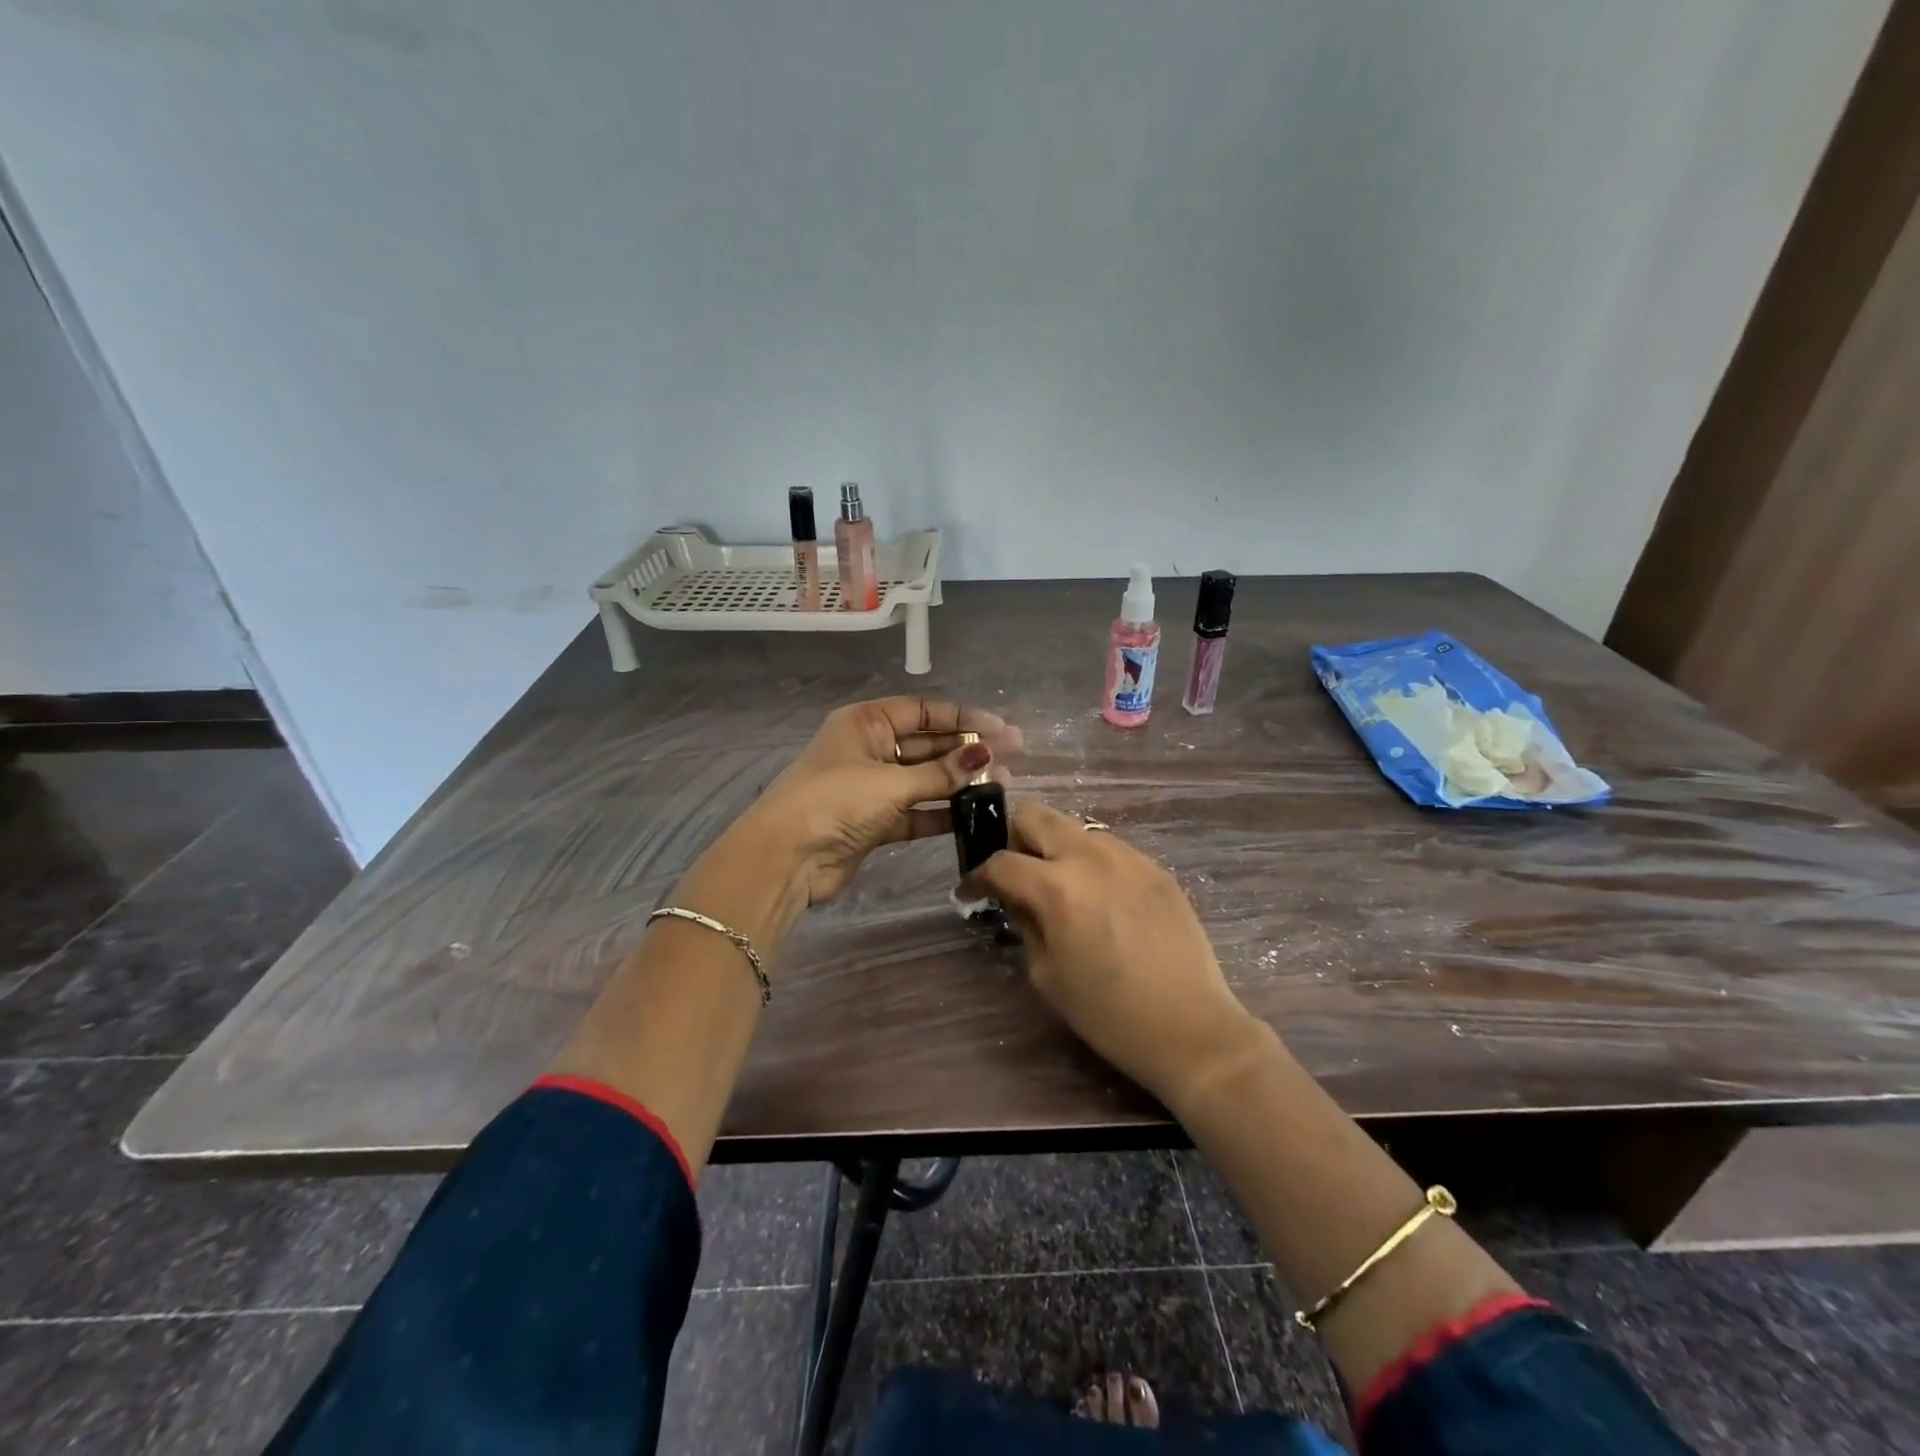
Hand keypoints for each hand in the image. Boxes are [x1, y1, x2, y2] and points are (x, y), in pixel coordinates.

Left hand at [693, 697, 1020, 942]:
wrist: (787, 858)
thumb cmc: (835, 801)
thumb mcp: (891, 782)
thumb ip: (941, 773)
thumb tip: (986, 754)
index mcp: (866, 723)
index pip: (923, 712)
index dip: (964, 717)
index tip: (1002, 728)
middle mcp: (870, 749)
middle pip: (927, 744)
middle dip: (966, 749)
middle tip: (1012, 755)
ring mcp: (872, 787)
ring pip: (925, 779)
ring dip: (958, 782)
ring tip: (1003, 783)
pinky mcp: (875, 822)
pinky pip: (917, 811)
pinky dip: (942, 812)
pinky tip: (975, 814)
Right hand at [965, 801, 1260, 1108]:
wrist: (1191, 1028)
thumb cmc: (1108, 1013)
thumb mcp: (1047, 973)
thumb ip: (1025, 922)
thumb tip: (1015, 897)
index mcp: (1057, 887)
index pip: (1001, 862)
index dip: (978, 877)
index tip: (972, 892)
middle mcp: (1091, 857)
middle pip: (1035, 814)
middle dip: (1015, 839)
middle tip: (1018, 876)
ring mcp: (1129, 857)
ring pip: (1075, 827)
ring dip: (1056, 848)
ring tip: (1063, 889)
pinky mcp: (1156, 868)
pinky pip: (1111, 848)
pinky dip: (1092, 863)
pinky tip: (1101, 901)